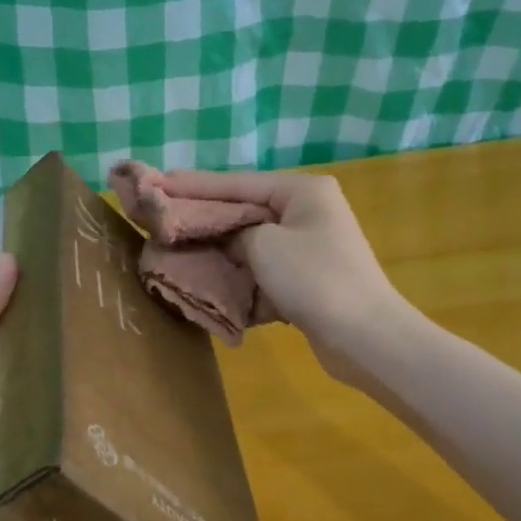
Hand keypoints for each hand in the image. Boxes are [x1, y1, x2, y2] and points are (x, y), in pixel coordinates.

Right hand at [155, 169, 407, 378]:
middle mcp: (305, 211)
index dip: (192, 184)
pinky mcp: (304, 279)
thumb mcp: (264, 245)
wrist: (365, 338)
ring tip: (175, 244)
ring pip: (249, 241)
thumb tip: (227, 241)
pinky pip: (260, 268)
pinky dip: (236, 273)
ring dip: (216, 248)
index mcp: (301, 191)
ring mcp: (307, 246)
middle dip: (202, 216)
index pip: (235, 183)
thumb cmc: (316, 279)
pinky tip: (206, 276)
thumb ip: (234, 234)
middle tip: (159, 214)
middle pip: (241, 210)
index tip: (155, 182)